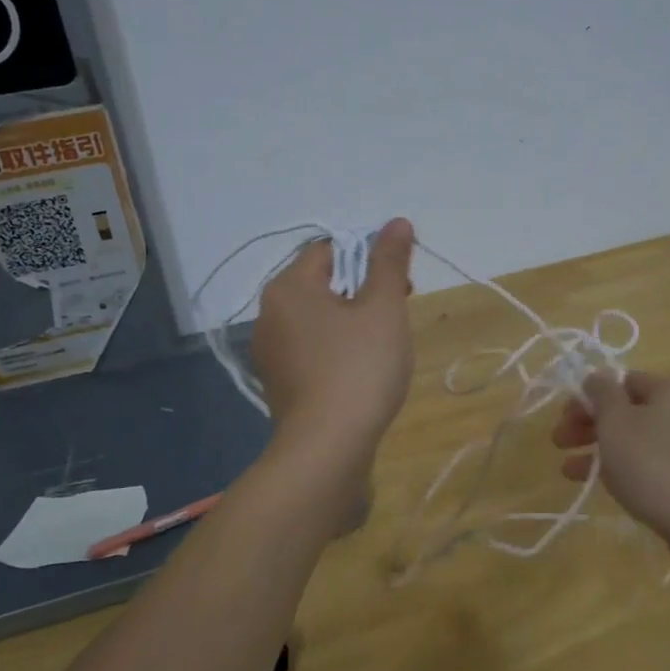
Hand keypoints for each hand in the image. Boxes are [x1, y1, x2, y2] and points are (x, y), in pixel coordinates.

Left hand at [252, 218, 415, 456]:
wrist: (327, 448)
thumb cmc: (359, 368)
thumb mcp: (383, 308)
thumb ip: (389, 261)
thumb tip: (396, 221)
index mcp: (288, 288)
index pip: (330, 249)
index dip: (369, 257)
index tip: (400, 282)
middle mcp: (269, 314)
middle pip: (323, 283)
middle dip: (364, 290)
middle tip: (398, 312)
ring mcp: (270, 351)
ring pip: (319, 318)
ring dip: (353, 320)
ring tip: (385, 344)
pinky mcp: (279, 382)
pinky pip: (312, 348)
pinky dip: (337, 348)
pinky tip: (362, 370)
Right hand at [551, 371, 669, 579]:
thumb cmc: (657, 466)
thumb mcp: (617, 423)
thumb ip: (602, 394)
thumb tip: (598, 377)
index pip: (623, 381)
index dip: (589, 396)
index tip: (563, 419)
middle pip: (631, 411)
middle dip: (591, 426)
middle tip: (559, 444)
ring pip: (642, 441)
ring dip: (604, 451)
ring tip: (570, 472)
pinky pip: (659, 465)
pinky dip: (631, 470)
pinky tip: (608, 488)